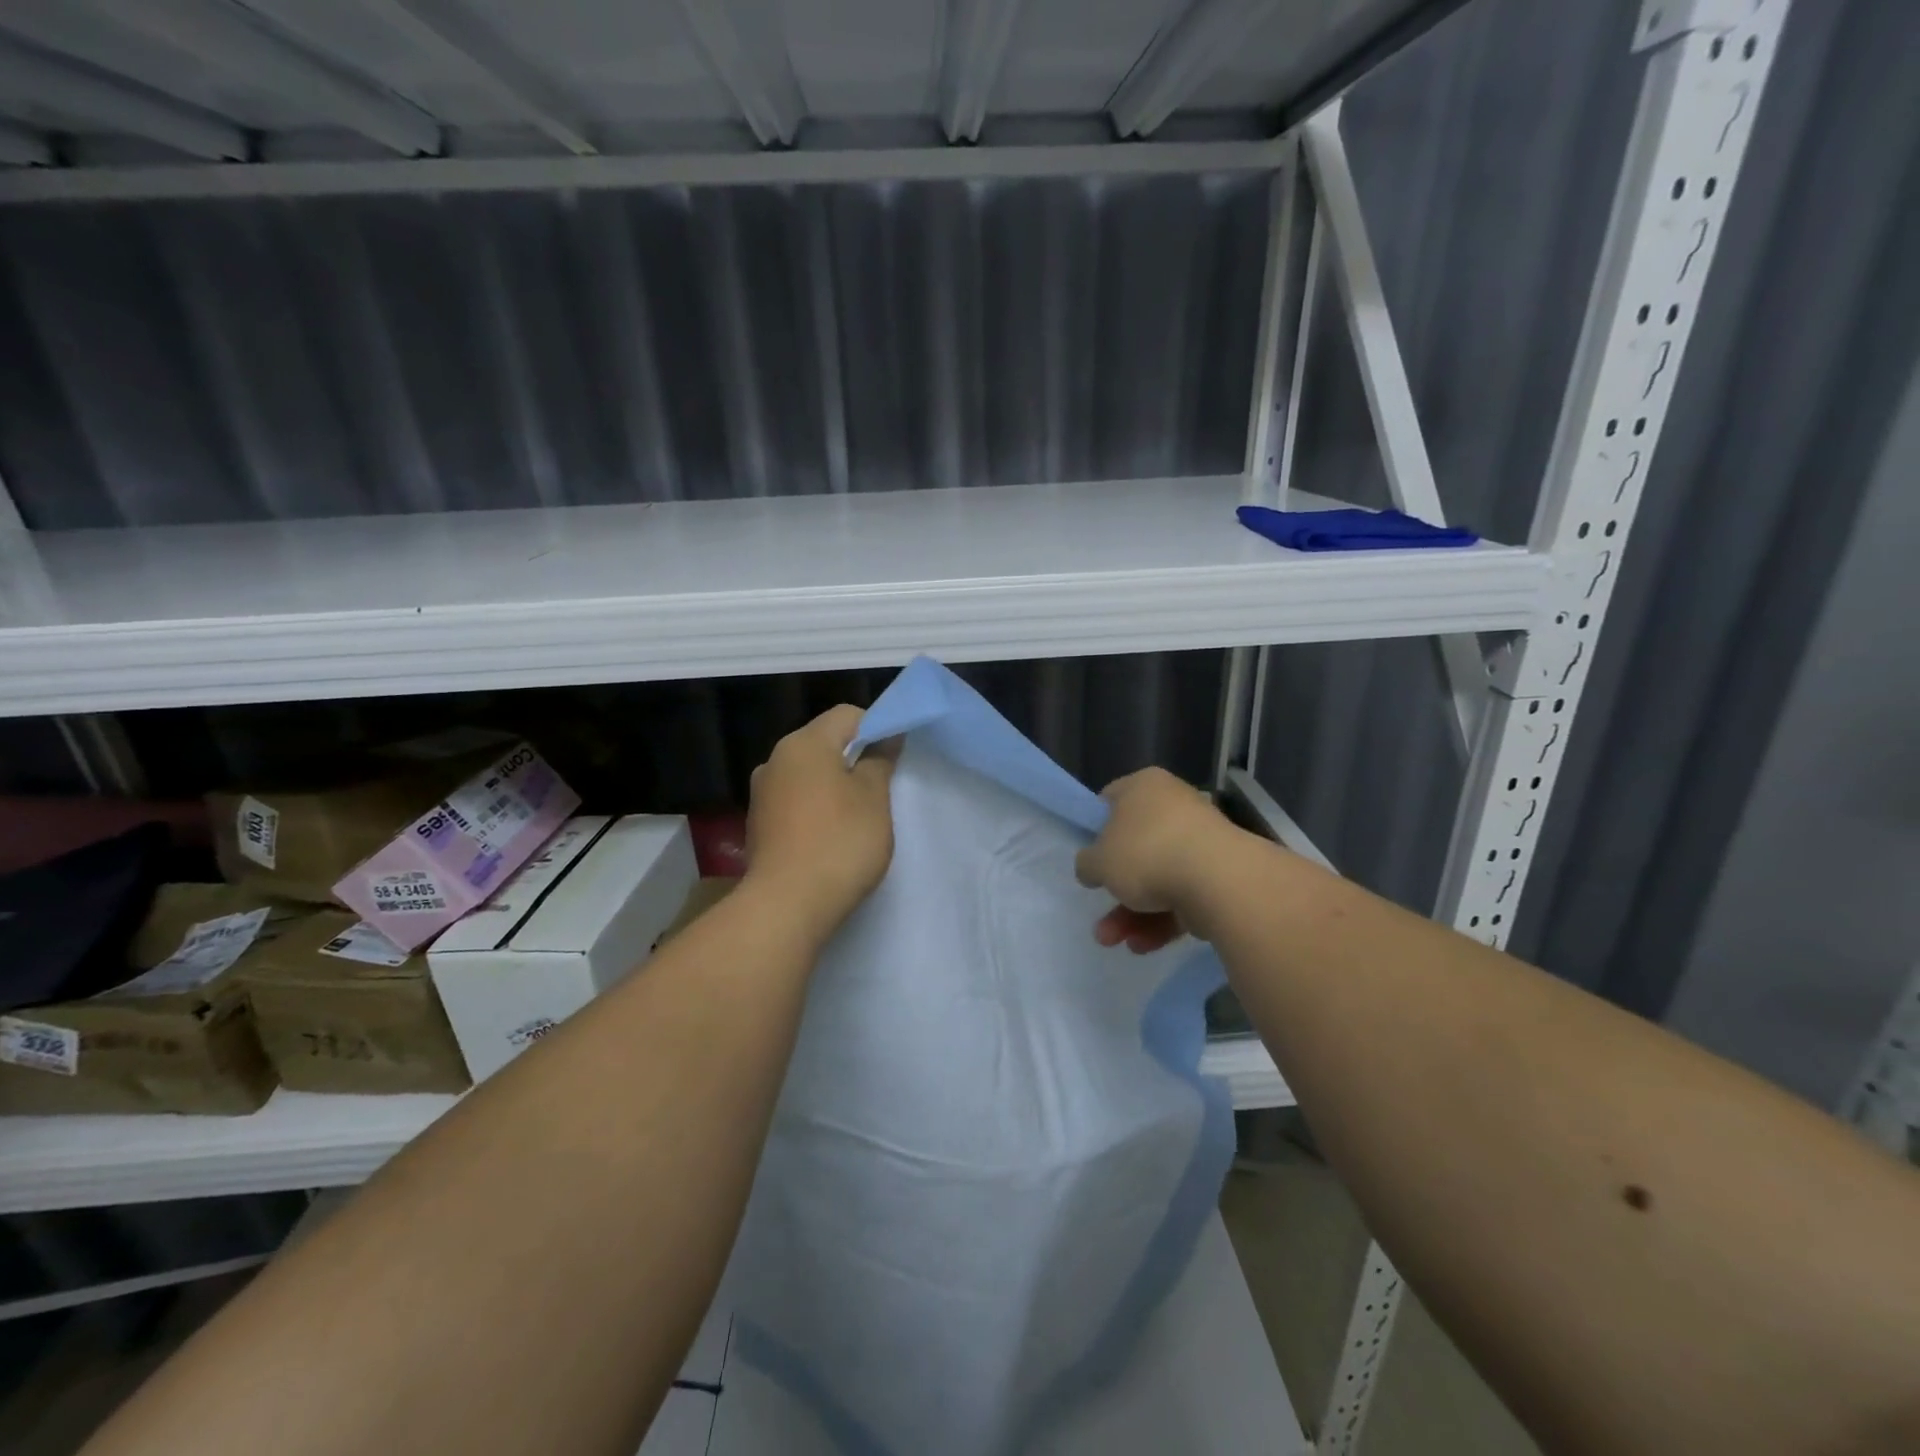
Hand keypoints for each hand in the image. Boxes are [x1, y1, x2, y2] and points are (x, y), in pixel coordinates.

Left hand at [745, 705, 897, 942]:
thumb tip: (886, 735)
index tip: (894, 759)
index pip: (847, 715)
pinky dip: (814, 810)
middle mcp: (775, 760)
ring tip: (856, 818)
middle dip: (854, 760)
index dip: (876, 728)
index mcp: (804, 743)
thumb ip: (879, 760)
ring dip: (833, 787)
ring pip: (808, 775)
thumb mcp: (873, 798)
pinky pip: (794, 803)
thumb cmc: (839, 842)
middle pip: (824, 743)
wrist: (786, 906)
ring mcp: (762, 794)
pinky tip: (829, 839)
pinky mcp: (757, 825)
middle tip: (881, 790)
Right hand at [1075, 768, 1230, 954]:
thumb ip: (1087, 863)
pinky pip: (1182, 896)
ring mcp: (1200, 841)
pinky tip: (1143, 946)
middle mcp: (1174, 806)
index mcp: (1144, 786)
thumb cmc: (1146, 853)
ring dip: (1132, 913)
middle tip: (1100, 916)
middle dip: (1116, 889)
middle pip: (1135, 848)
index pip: (1110, 800)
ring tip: (1115, 942)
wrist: (1218, 880)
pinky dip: (1161, 920)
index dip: (1095, 829)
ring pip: (1158, 878)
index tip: (1089, 857)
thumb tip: (1092, 867)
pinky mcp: (1219, 875)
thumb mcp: (1097, 861)